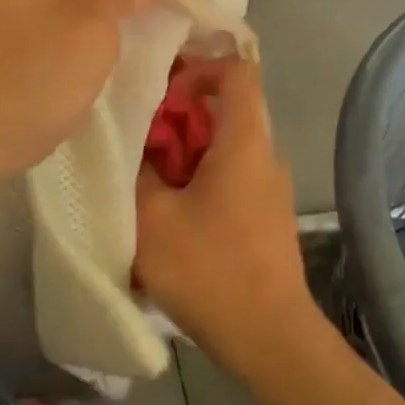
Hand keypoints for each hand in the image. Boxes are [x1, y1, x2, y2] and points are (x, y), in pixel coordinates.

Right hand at [135, 58, 317, 377]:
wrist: (269, 337)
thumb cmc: (209, 269)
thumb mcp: (152, 218)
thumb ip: (138, 171)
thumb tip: (134, 145)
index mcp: (244, 142)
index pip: (238, 70)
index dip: (201, 67)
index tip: (164, 91)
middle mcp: (265, 156)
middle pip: (227, 109)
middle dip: (180, 117)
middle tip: (140, 141)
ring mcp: (271, 188)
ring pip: (227, 147)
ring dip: (187, 153)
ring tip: (148, 181)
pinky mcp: (267, 217)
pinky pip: (233, 177)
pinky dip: (201, 180)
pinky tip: (172, 216)